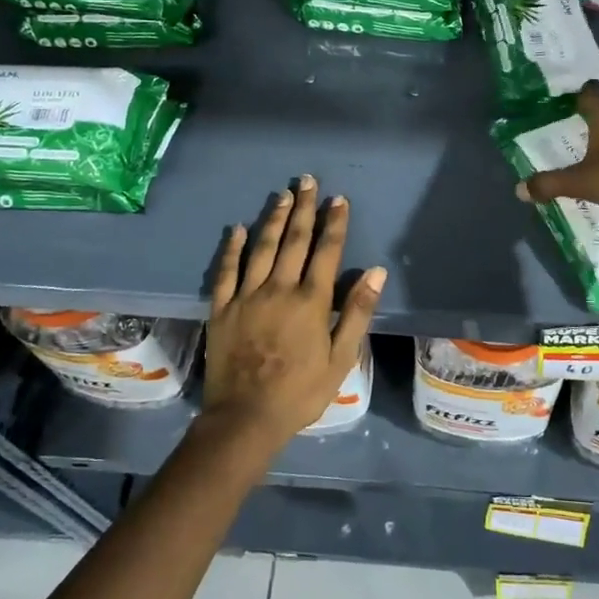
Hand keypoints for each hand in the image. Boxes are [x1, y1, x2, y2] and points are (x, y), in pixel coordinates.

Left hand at [205, 176, 386, 453]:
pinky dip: (232, 248)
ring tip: (282, 194)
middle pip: (293, 240)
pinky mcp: (222, 309)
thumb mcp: (341, 357)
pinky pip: (226, 271)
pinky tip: (238, 229)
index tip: (338, 199)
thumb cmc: (301, 391)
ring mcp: (247, 296)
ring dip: (273, 218)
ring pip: (261, 247)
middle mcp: (279, 288)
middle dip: (303, 208)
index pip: (326, 251)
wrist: (246, 418)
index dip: (334, 223)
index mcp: (310, 300)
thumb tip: (376, 271)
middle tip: (308, 180)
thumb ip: (356, 311)